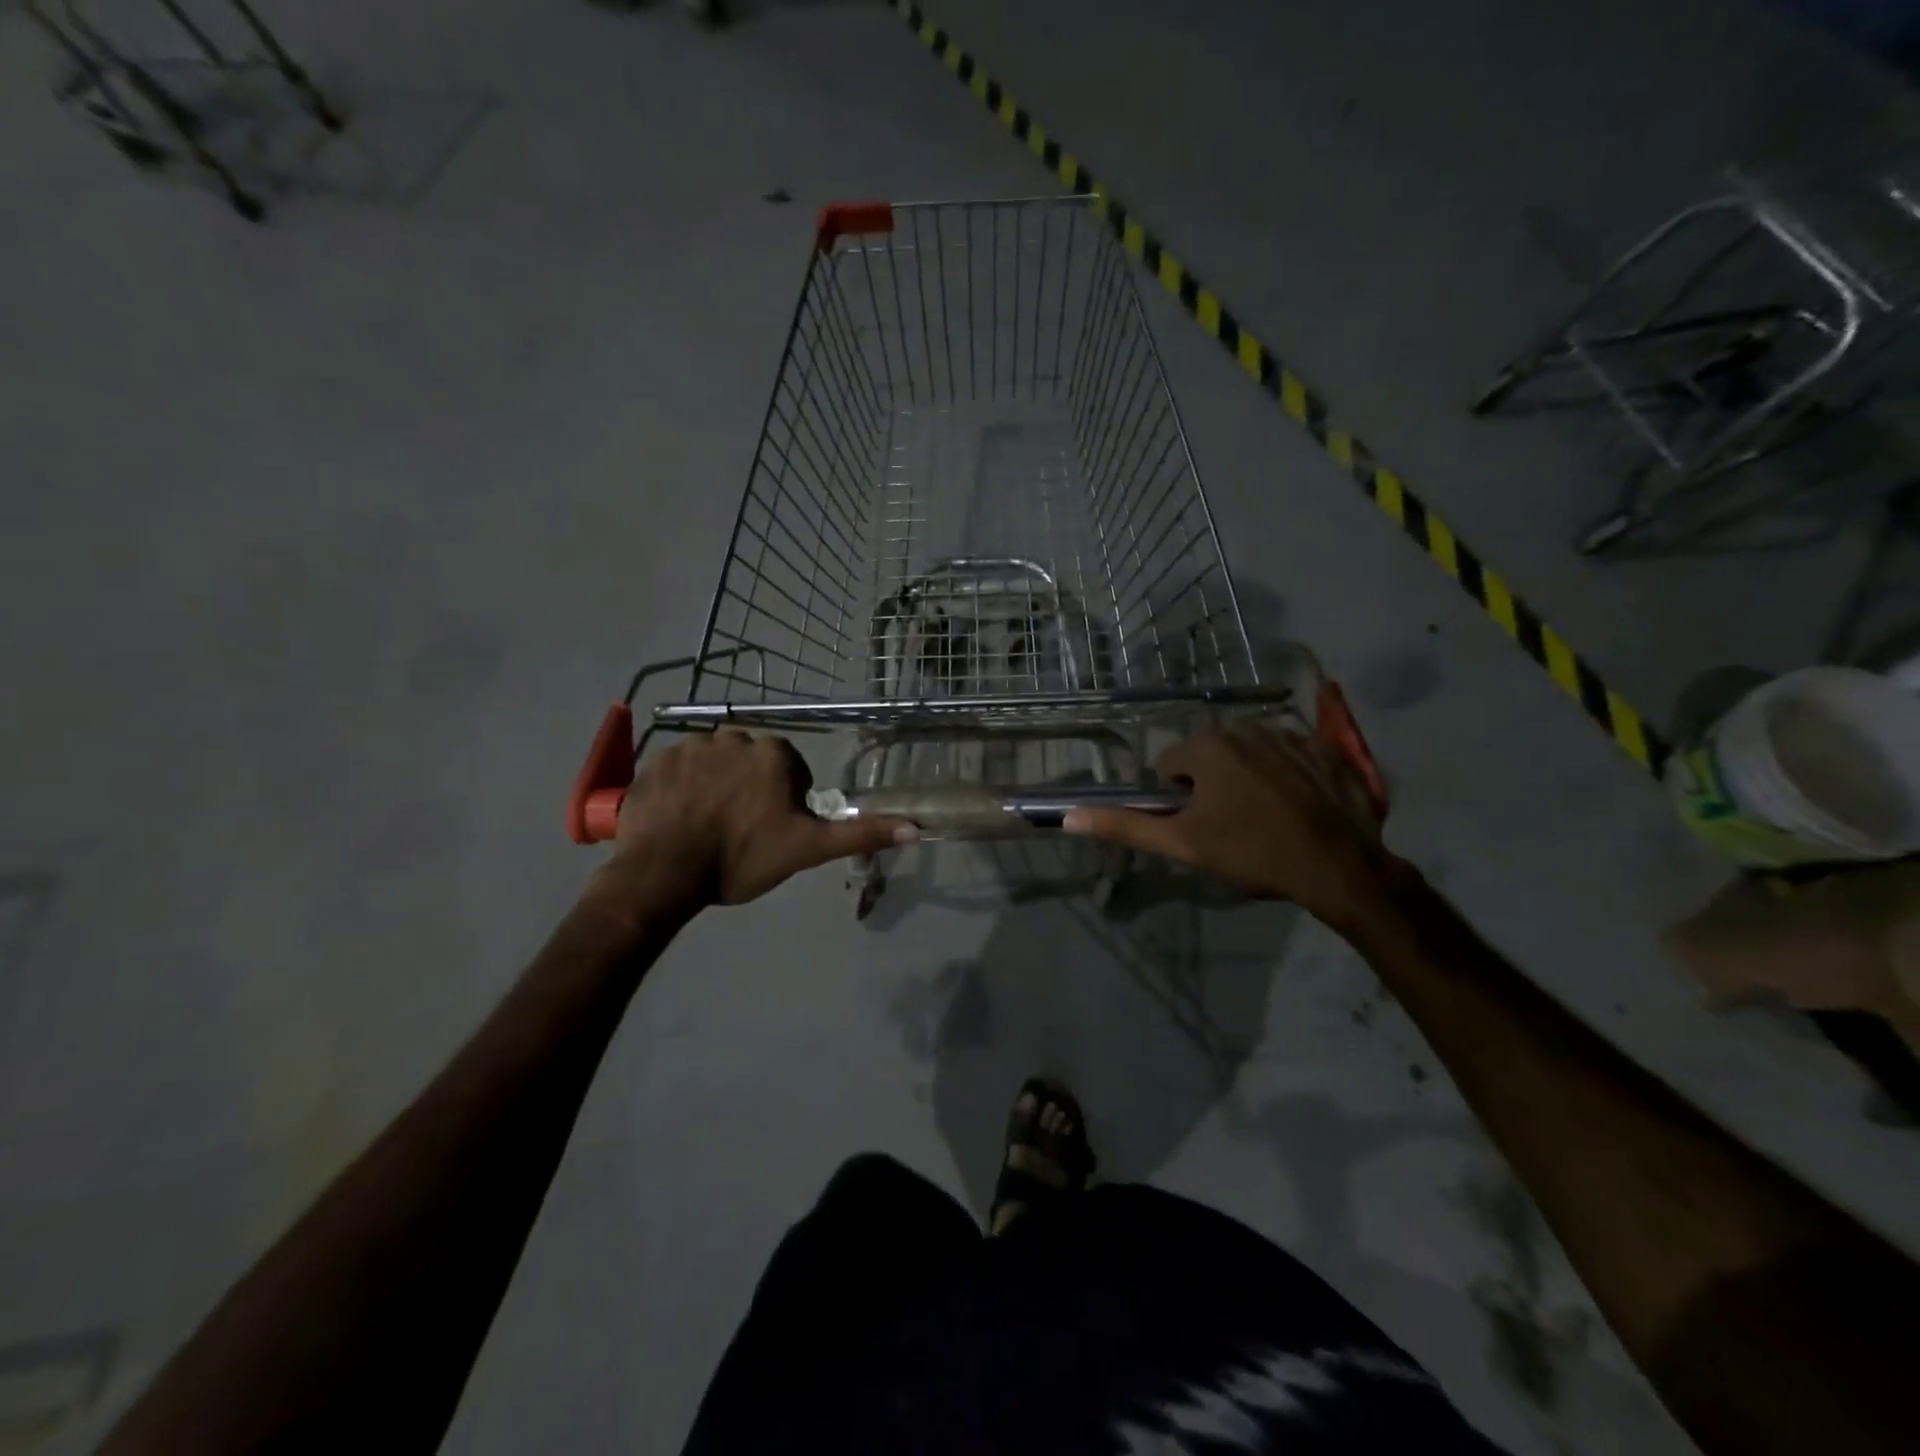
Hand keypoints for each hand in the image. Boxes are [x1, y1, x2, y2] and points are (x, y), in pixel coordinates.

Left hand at [607, 730, 912, 906]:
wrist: (664, 872)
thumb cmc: (742, 858)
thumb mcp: (808, 850)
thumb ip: (859, 834)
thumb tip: (915, 827)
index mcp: (774, 755)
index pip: (790, 771)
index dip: (784, 802)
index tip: (770, 830)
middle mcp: (734, 738)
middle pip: (751, 763)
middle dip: (748, 789)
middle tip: (738, 830)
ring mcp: (690, 746)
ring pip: (714, 763)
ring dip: (714, 785)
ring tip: (704, 825)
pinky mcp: (656, 760)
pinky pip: (677, 767)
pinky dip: (681, 787)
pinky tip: (677, 817)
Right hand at [1063, 718, 1391, 927]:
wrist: (1339, 867)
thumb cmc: (1251, 853)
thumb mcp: (1182, 845)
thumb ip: (1125, 827)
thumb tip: (1069, 816)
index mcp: (1207, 747)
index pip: (1170, 767)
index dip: (1178, 801)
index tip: (1201, 828)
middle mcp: (1245, 728)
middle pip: (1209, 756)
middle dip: (1213, 786)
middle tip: (1231, 827)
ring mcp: (1291, 735)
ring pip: (1249, 755)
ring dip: (1248, 779)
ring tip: (1267, 819)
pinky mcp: (1327, 750)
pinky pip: (1290, 757)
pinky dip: (1288, 777)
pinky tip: (1299, 808)